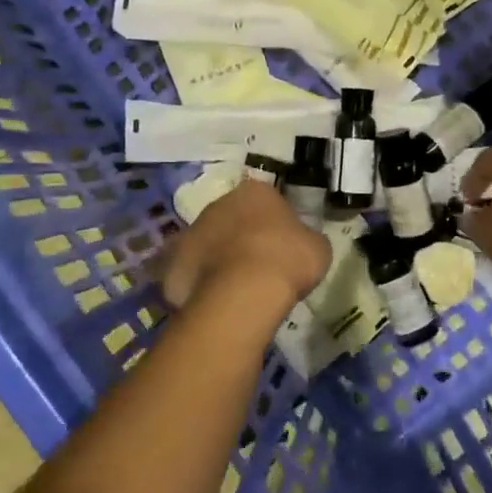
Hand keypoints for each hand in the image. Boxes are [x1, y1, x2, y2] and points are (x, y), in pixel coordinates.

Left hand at [161, 181, 330, 309]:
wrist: (245, 292)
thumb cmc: (287, 260)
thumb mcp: (317, 247)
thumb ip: (306, 238)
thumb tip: (301, 243)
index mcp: (256, 191)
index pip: (267, 199)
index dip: (275, 222)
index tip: (283, 244)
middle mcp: (220, 203)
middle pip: (233, 217)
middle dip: (243, 236)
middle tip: (259, 265)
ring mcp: (193, 230)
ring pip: (209, 242)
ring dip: (219, 257)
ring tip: (237, 287)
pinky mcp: (174, 262)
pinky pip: (191, 271)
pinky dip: (200, 282)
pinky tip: (216, 301)